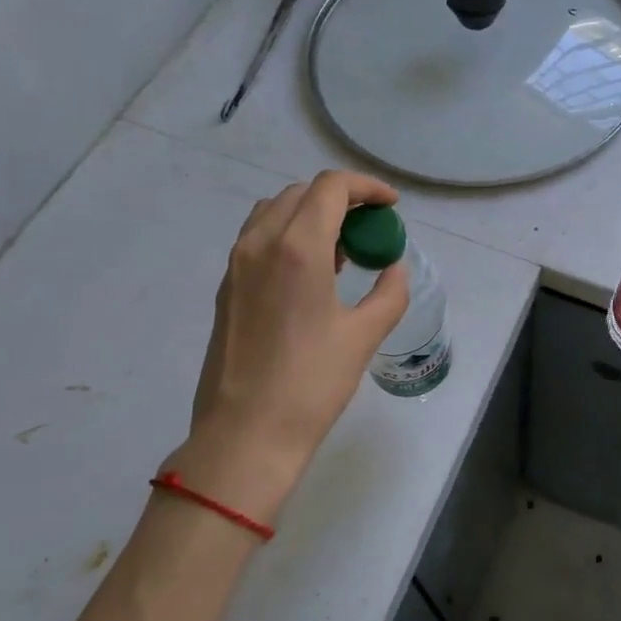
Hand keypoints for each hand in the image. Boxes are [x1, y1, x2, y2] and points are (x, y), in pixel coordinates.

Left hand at [166, 171, 409, 521]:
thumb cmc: (311, 384)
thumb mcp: (364, 336)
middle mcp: (260, 243)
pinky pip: (258, 238)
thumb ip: (389, 293)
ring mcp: (236, 264)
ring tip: (340, 248)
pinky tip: (310, 273)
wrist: (246, 433)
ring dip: (310, 214)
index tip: (390, 206)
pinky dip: (288, 235)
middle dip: (340, 199)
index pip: (331, 187)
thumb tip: (395, 268)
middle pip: (301, 193)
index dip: (367, 187)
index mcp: (297, 247)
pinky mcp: (226, 287)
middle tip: (369, 228)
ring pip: (274, 211)